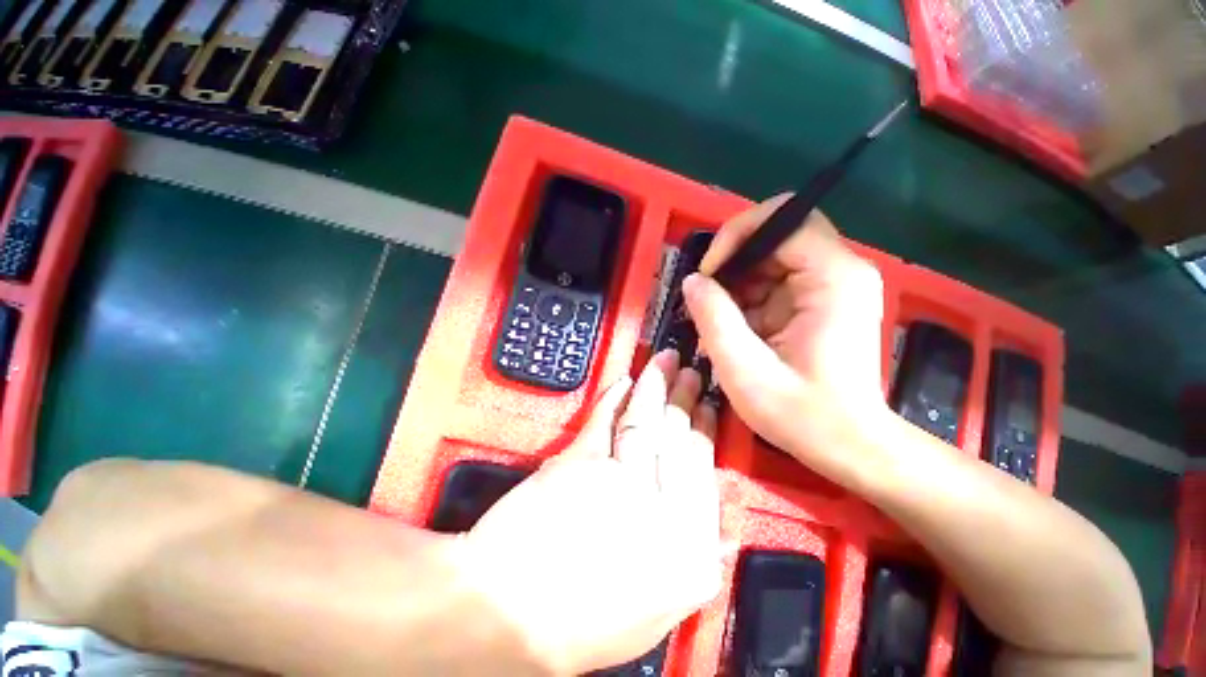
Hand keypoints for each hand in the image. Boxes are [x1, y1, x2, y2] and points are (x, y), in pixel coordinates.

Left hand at [459, 351, 720, 674]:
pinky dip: (614, 398)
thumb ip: (693, 564)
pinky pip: (605, 421)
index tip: (706, 407)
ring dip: (656, 386)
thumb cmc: (578, 623)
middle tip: (690, 372)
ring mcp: (621, 482)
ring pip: (647, 422)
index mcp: (688, 555)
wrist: (508, 614)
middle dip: (685, 399)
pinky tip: (625, 382)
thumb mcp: (653, 613)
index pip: (704, 474)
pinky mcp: (581, 462)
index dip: (704, 431)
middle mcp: (662, 513)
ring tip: (664, 361)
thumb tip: (720, 528)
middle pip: (679, 440)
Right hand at [682, 195, 891, 487]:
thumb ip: (714, 318)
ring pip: (771, 260)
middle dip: (733, 264)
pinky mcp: (821, 302)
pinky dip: (747, 301)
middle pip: (776, 235)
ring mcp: (832, 286)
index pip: (783, 218)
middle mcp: (839, 271)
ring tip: (718, 324)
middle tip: (706, 301)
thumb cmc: (803, 415)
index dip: (736, 236)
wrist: (850, 446)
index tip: (709, 274)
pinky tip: (736, 331)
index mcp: (833, 278)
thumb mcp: (745, 370)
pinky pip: (774, 283)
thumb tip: (693, 281)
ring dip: (737, 286)